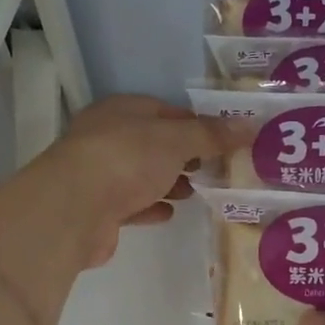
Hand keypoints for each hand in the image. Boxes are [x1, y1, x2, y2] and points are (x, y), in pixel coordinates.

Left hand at [26, 95, 245, 266]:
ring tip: (196, 192)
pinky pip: (132, 204)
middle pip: (154, 144)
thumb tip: (251, 124)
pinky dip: (151, 206)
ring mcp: (101, 174)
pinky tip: (170, 213)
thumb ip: (212, 135)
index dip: (196, 124)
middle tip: (216, 168)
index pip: (166, 111)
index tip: (224, 140)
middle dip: (184, 156)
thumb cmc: (127, 159)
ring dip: (168, 182)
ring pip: (142, 175)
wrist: (74, 209)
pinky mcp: (99, 210)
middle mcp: (108, 138)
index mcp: (123, 111)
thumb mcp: (177, 140)